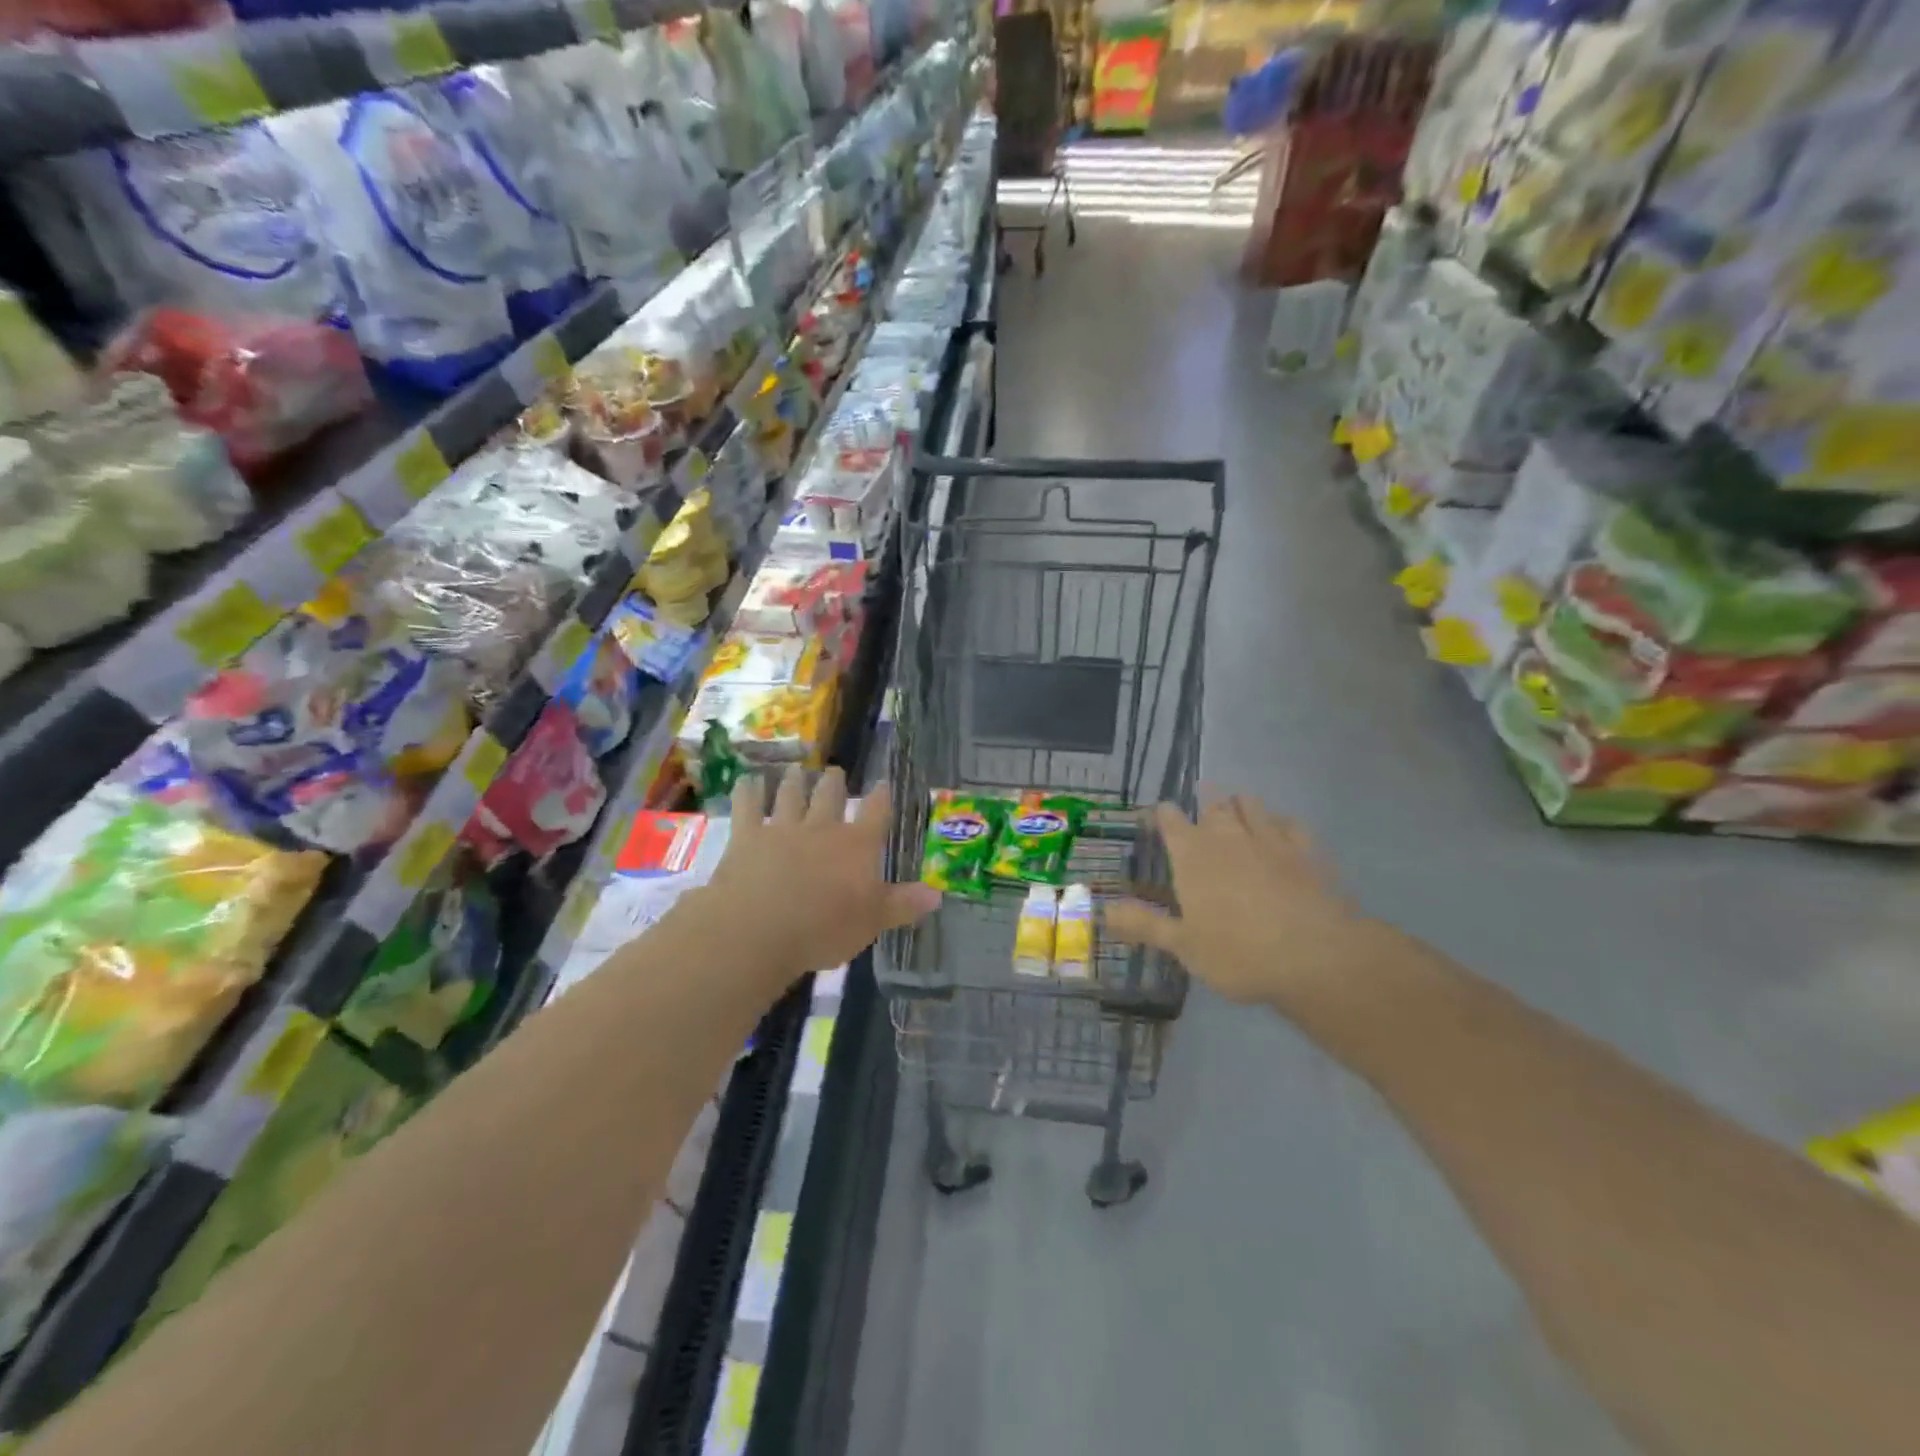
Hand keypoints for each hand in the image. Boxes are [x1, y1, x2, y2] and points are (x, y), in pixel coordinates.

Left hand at [691, 766, 939, 988]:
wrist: (759, 928)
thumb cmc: (824, 929)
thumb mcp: (872, 922)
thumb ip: (903, 905)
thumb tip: (938, 894)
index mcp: (857, 846)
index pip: (875, 813)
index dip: (881, 797)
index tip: (882, 784)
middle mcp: (822, 828)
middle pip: (831, 796)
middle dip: (834, 783)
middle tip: (834, 771)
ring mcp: (782, 828)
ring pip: (791, 796)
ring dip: (795, 782)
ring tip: (797, 770)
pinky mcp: (747, 837)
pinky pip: (747, 806)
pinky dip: (748, 791)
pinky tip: (748, 781)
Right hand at [1104, 794, 1385, 1010]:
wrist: (1314, 957)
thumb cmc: (1237, 953)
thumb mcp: (1183, 946)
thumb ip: (1144, 924)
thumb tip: (1103, 911)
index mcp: (1192, 855)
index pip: (1170, 819)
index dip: (1162, 814)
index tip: (1158, 817)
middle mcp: (1228, 836)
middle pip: (1213, 805)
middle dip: (1204, 804)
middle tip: (1200, 810)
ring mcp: (1270, 839)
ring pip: (1251, 805)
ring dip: (1241, 804)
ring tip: (1237, 810)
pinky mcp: (1306, 851)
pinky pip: (1290, 823)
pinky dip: (1280, 823)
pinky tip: (1281, 832)